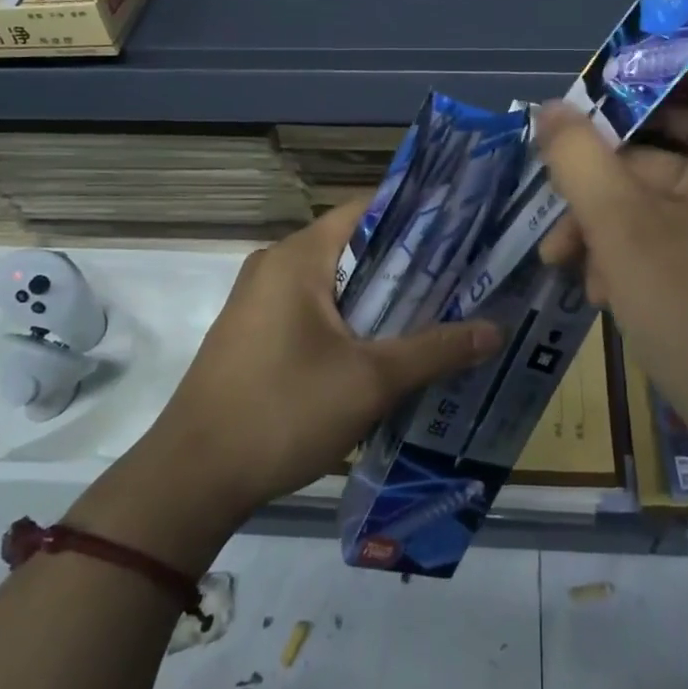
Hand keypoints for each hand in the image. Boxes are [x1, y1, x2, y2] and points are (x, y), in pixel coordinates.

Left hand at [123, 201, 500, 532]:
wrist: (191, 480)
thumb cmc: (282, 412)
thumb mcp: (370, 381)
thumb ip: (436, 349)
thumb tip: (496, 330)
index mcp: (299, 256)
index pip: (368, 208)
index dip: (418, 215)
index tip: (464, 231)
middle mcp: (276, 264)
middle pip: (355, 245)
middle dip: (409, 262)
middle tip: (464, 277)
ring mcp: (260, 299)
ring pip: (336, 281)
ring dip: (382, 296)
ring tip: (438, 311)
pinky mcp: (255, 332)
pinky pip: (315, 308)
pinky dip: (352, 319)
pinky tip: (386, 348)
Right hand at [537, 44, 687, 457]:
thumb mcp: (621, 226)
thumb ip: (578, 156)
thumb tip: (550, 111)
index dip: (649, 50)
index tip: (590, 73)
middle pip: (670, 122)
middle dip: (604, 153)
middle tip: (554, 164)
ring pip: (661, 180)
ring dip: (606, 211)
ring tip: (560, 255)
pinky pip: (674, 219)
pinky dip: (633, 240)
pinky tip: (599, 285)